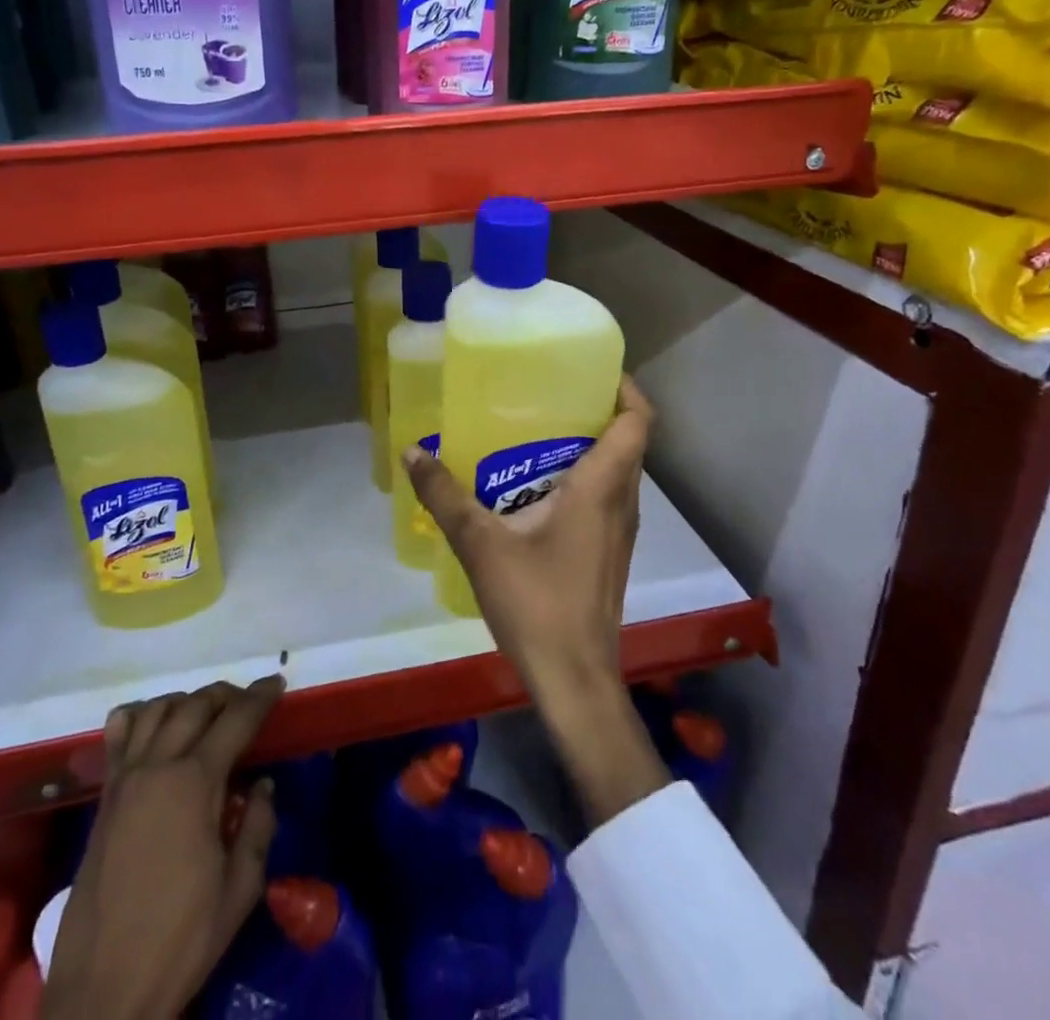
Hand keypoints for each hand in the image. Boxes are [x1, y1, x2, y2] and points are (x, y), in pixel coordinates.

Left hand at [43, 676, 284, 1019]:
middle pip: (196, 705)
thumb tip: (263, 785)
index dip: (260, 697)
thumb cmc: (180, 939)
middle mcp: (158, 766)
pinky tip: (153, 724)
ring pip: (156, 710)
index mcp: (195, 782)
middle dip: (227, 695)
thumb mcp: (239, 889)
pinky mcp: (104, 797)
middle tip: (248, 702)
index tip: (277, 682)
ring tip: (207, 711)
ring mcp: (125, 778)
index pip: (236, 719)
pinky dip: (139, 715)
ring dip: (187, 700)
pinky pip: (118, 735)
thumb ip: (257, 827)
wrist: (104, 989)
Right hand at [403, 378, 670, 825]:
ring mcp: (619, 533)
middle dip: (595, 412)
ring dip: (589, 448)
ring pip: (617, 473)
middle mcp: (622, 504)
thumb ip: (445, 496)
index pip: (637, 422)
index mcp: (602, 489)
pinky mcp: (609, 555)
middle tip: (547, 395)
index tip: (591, 369)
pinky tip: (536, 490)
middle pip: (627, 442)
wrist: (574, 680)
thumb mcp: (481, 544)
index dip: (624, 389)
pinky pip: (606, 500)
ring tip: (537, 434)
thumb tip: (412, 452)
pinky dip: (583, 480)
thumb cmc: (537, 603)